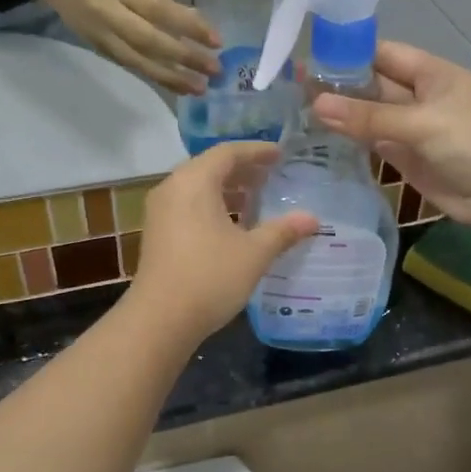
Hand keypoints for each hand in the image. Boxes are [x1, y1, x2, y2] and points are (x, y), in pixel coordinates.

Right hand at [45, 0, 220, 94]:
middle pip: (152, 42)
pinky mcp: (100, 50)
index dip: (190, 27)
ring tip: (199, 89)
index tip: (217, 41)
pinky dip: (156, 77)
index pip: (161, 11)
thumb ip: (163, 3)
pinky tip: (176, 85)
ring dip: (172, 78)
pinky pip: (132, 66)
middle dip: (186, 59)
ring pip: (141, 62)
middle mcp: (110, 16)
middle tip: (215, 72)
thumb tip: (198, 26)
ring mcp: (102, 37)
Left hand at [126, 142, 318, 341]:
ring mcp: (160, 212)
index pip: (228, 152)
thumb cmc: (209, 277)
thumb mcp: (254, 253)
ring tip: (258, 199)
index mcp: (194, 181)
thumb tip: (312, 219)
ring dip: (228, 190)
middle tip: (273, 175)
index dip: (257, 151)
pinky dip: (213, 206)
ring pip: (198, 188)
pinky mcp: (158, 233)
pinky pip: (189, 206)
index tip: (281, 154)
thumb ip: (282, 230)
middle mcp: (173, 188)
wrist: (159, 320)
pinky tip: (235, 226)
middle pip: (211, 167)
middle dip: (243, 170)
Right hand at [310, 42, 470, 229]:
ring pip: (372, 117)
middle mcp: (420, 98)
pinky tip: (322, 137)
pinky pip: (375, 144)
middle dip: (341, 86)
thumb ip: (369, 116)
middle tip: (294, 87)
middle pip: (375, 87)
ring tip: (298, 111)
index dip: (351, 54)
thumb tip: (316, 105)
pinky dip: (353, 141)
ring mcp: (413, 130)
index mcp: (432, 74)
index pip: (384, 55)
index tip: (311, 56)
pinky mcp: (408, 160)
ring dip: (343, 115)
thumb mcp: (421, 122)